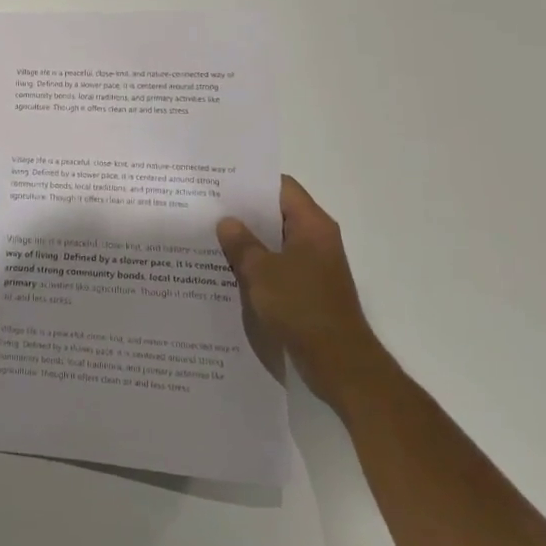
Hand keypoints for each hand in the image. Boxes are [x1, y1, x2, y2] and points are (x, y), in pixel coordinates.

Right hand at [217, 175, 383, 403]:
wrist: (338, 363)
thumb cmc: (302, 308)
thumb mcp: (262, 272)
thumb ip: (241, 243)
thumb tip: (227, 222)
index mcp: (313, 225)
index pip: (281, 187)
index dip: (251, 182)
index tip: (220, 182)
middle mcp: (317, 239)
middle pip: (277, 213)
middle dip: (244, 212)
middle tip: (207, 207)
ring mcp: (314, 266)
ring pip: (275, 242)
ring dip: (248, 241)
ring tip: (210, 236)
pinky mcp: (308, 290)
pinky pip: (277, 267)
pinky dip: (256, 265)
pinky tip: (227, 270)